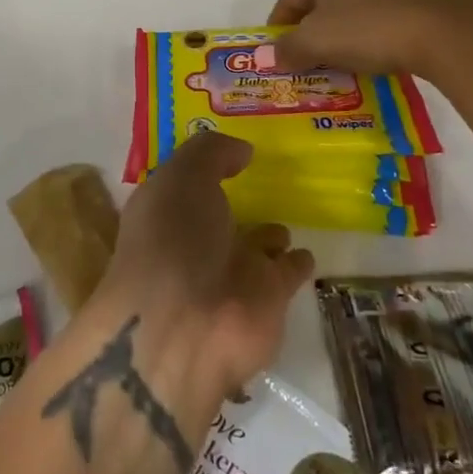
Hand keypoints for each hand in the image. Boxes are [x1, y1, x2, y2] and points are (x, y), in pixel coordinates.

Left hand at [93, 133, 314, 399]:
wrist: (187, 325)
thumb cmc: (173, 238)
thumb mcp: (184, 175)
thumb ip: (212, 153)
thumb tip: (242, 150)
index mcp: (165, 212)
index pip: (182, 185)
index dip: (199, 168)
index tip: (226, 149)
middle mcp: (194, 242)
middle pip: (217, 216)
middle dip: (233, 202)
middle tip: (266, 179)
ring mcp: (229, 273)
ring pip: (253, 246)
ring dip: (267, 234)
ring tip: (286, 216)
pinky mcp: (266, 300)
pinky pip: (286, 273)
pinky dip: (296, 262)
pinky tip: (307, 251)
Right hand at [269, 0, 472, 77]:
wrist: (450, 29)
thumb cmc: (371, 30)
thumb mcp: (317, 44)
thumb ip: (289, 48)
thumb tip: (275, 54)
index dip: (281, 22)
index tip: (279, 49)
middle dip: (319, 18)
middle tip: (316, 49)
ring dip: (356, 15)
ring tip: (357, 47)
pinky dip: (391, 16)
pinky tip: (396, 37)